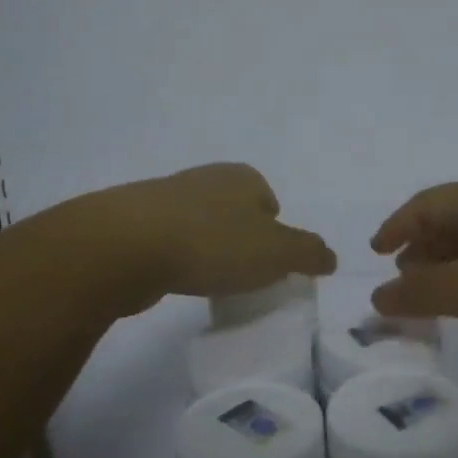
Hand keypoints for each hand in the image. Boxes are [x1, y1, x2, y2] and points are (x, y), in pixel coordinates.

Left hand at [94, 163, 335, 307]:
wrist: (126, 245)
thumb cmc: (213, 243)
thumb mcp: (277, 252)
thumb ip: (309, 253)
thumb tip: (330, 257)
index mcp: (243, 177)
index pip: (269, 201)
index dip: (274, 231)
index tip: (269, 263)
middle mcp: (206, 178)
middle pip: (235, 211)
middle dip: (241, 240)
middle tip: (243, 275)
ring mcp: (167, 197)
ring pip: (201, 225)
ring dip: (208, 249)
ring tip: (209, 280)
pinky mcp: (136, 222)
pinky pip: (170, 241)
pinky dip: (178, 258)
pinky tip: (176, 279)